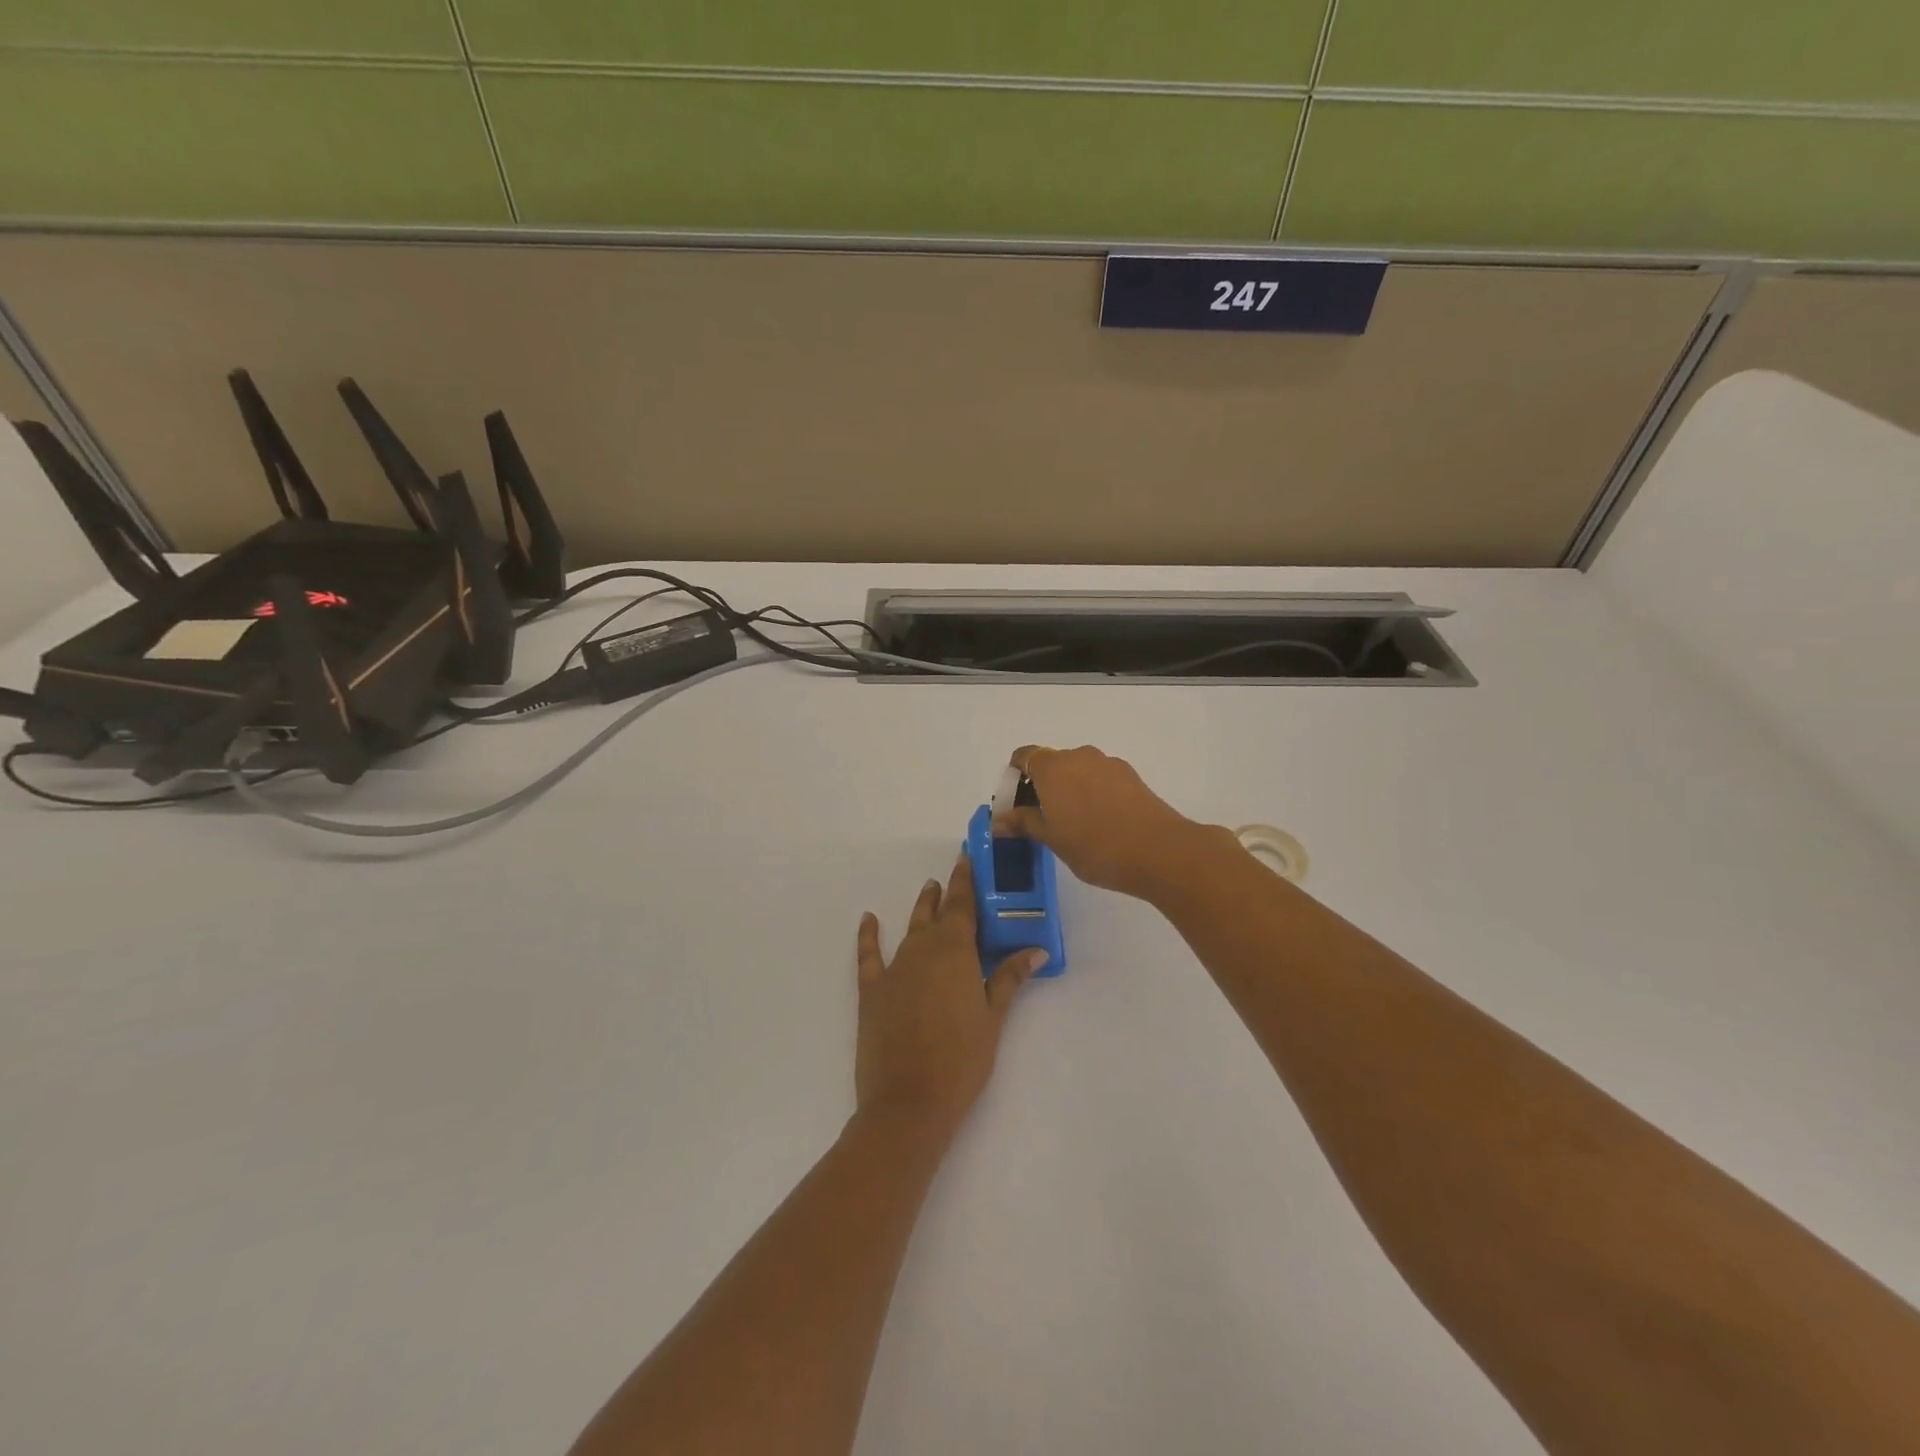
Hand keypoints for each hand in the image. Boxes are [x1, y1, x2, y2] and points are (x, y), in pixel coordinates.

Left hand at [854, 854, 1048, 1142]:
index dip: (966, 879)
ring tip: (929, 890)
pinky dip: (868, 936)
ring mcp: (894, 968)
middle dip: (947, 893)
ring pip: (910, 928)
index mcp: (955, 951)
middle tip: (955, 876)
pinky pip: (869, 955)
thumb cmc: (961, 1060)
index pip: (963, 904)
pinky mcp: (872, 991)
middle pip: (937, 913)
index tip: (968, 856)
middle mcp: (922, 949)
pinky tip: (869, 919)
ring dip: (921, 909)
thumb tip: (1035, 950)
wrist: (909, 1102)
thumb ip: (1009, 979)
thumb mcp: (993, 1018)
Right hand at [993, 744, 1225, 900]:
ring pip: (1078, 771)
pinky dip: (1092, 793)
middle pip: (1051, 763)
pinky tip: (1100, 823)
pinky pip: (1100, 779)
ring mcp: (1108, 764)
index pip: (1024, 756)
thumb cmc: (1096, 846)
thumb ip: (1024, 823)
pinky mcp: (1131, 776)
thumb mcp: (1052, 839)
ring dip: (1069, 790)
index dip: (1015, 776)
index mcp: (1053, 767)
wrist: (1160, 851)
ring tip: (1073, 825)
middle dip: (1041, 786)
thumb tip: (1000, 820)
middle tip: (1042, 819)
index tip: (1014, 803)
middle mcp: (1079, 756)